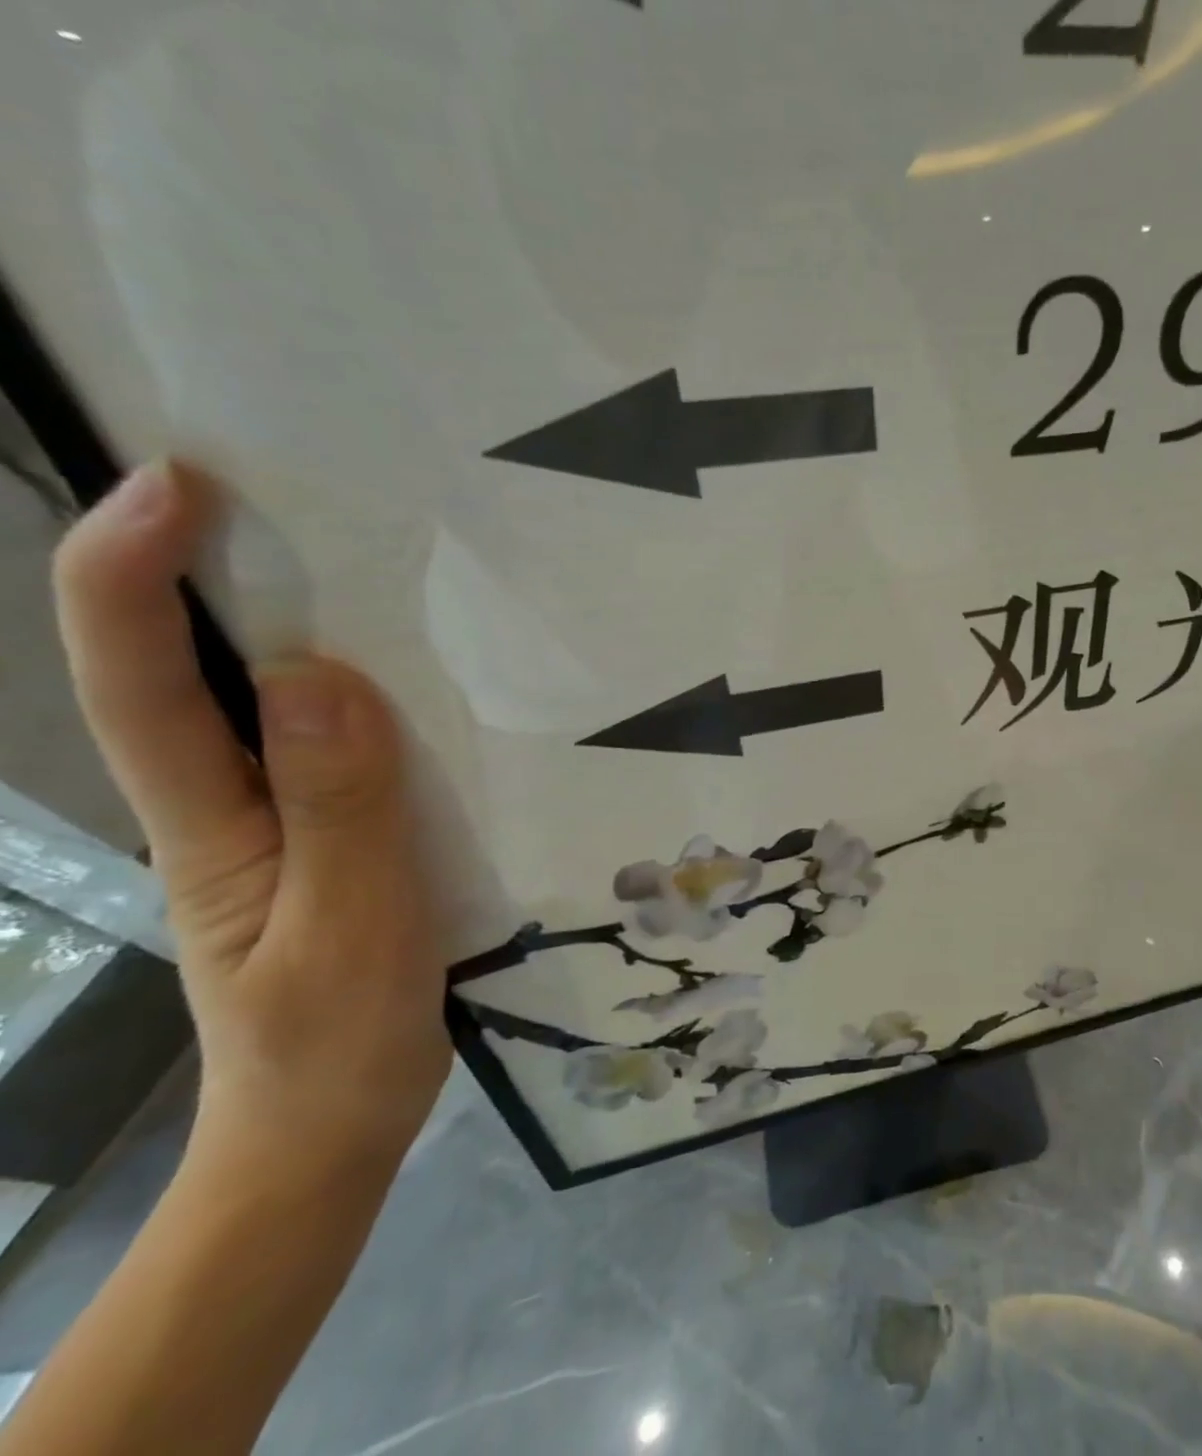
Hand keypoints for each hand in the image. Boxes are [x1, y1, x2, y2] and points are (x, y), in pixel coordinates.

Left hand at [54, 462, 449, 1173]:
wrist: (337, 1125)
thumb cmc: (333, 1043)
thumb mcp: (349, 929)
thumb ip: (340, 810)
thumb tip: (325, 677)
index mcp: (211, 826)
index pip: (146, 686)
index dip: (134, 580)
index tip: (179, 487)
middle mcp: (232, 807)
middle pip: (194, 675)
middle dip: (212, 575)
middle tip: (288, 498)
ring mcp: (288, 825)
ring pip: (274, 710)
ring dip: (302, 629)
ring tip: (372, 573)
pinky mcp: (342, 841)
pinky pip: (348, 752)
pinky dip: (374, 700)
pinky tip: (425, 686)